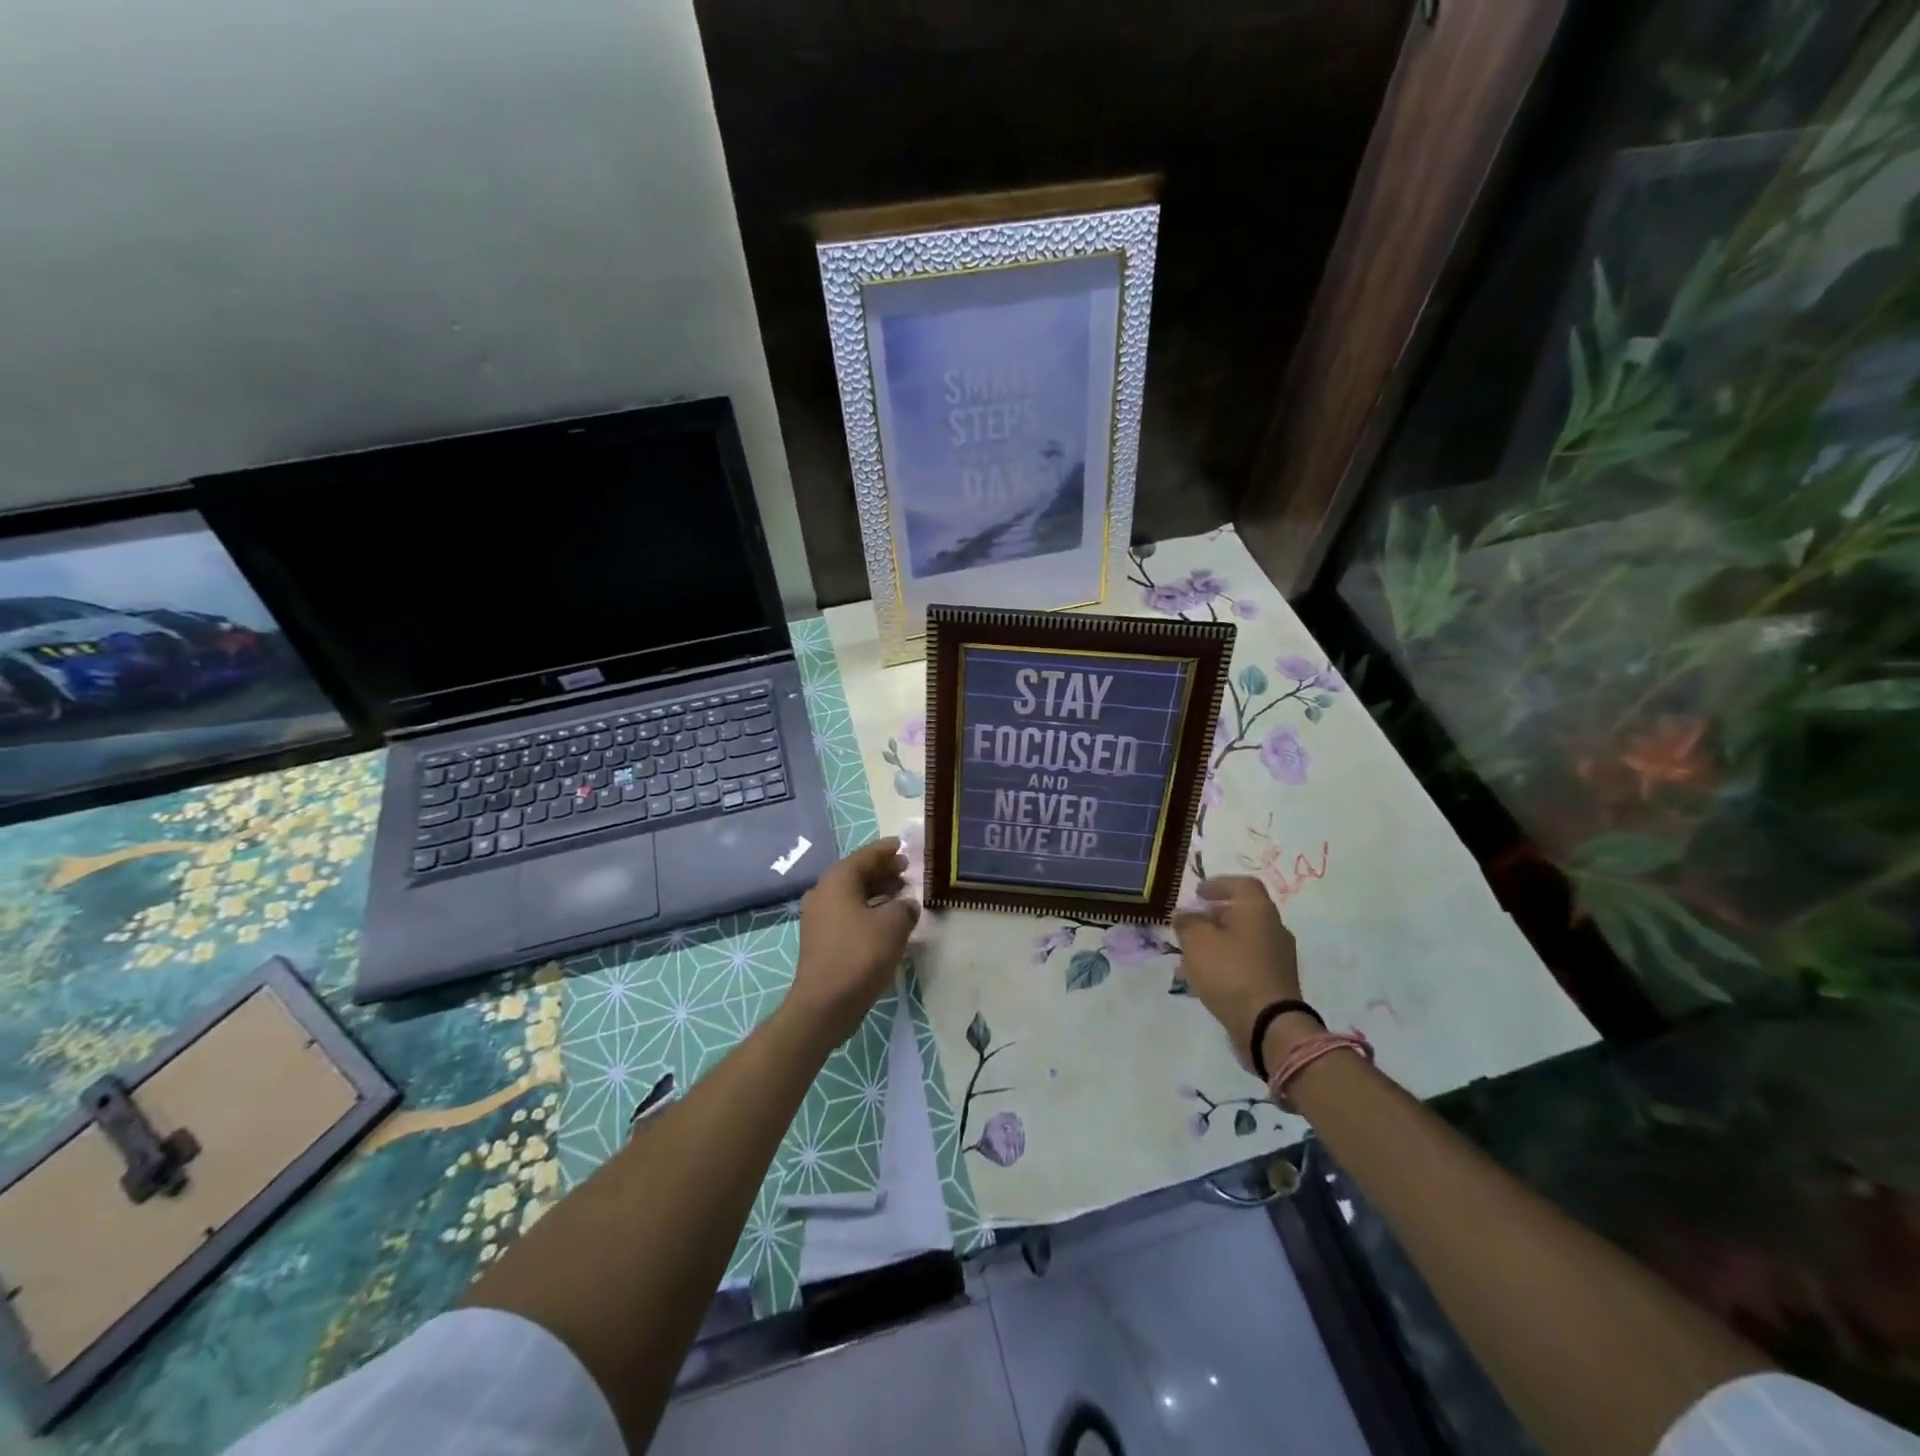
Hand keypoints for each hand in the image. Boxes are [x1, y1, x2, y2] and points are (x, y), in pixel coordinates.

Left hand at [789, 839, 920, 1044]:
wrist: (825, 1004)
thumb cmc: (859, 955)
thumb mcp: (893, 925)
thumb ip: (905, 907)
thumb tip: (907, 905)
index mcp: (837, 880)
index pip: (866, 855)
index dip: (887, 850)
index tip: (904, 846)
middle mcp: (824, 892)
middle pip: (858, 873)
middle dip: (884, 871)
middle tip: (908, 871)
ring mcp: (819, 917)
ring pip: (853, 895)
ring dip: (878, 893)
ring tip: (903, 895)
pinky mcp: (821, 939)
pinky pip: (849, 914)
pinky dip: (868, 911)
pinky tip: (887, 922)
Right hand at [1172, 876, 1307, 1073]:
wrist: (1269, 1026)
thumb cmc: (1230, 972)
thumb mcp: (1196, 941)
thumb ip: (1186, 922)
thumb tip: (1184, 914)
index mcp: (1258, 910)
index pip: (1242, 884)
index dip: (1218, 884)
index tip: (1197, 893)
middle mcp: (1274, 928)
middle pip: (1242, 912)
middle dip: (1213, 915)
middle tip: (1190, 923)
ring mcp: (1278, 957)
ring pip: (1242, 939)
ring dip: (1217, 941)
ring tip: (1191, 954)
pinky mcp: (1276, 982)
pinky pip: (1246, 962)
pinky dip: (1226, 962)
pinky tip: (1205, 977)